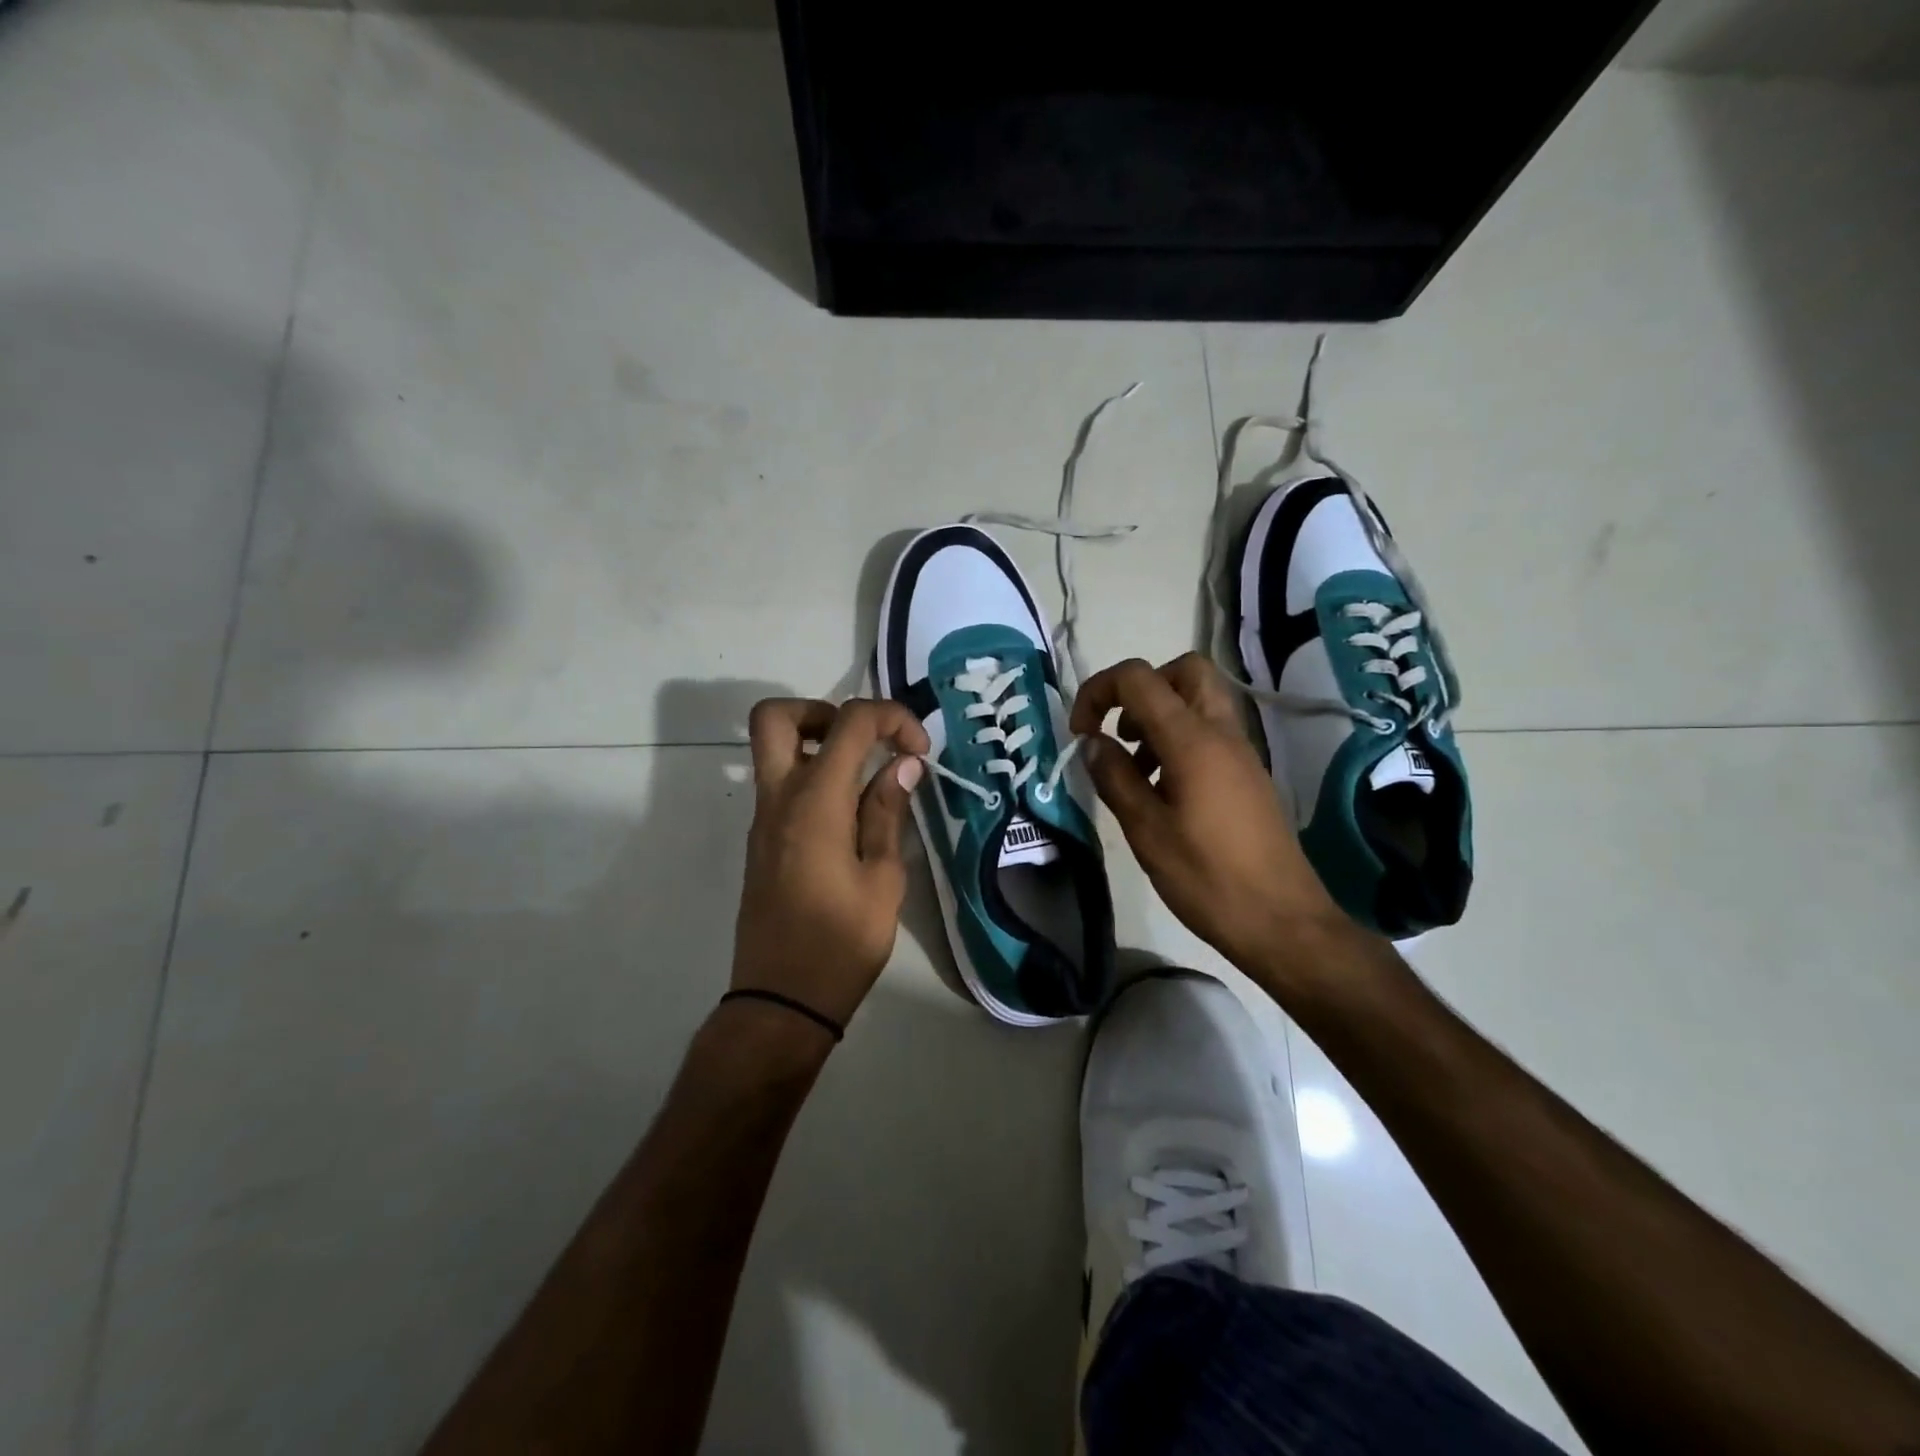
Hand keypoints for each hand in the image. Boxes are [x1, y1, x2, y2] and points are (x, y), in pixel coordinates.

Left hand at [732, 698, 929, 1027]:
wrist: (782, 999)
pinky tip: (851, 813)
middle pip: (776, 717)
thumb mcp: (883, 878)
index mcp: (815, 801)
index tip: (919, 750)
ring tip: (866, 776)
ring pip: (773, 749)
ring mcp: (764, 819)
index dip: (891, 718)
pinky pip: (780, 784)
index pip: (849, 722)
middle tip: (864, 742)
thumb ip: (888, 813)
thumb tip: (902, 765)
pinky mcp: (762, 841)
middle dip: (823, 711)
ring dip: (817, 742)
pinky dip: (813, 775)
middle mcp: (779, 798)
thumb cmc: (842, 942)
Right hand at [1071, 654, 1350, 978]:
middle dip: (1141, 688)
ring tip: (1134, 767)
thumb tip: (1091, 743)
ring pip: (1199, 700)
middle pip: (1183, 671)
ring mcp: (1241, 752)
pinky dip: (1179, 739)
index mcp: (1193, 740)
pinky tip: (1161, 789)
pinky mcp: (1247, 774)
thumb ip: (1114, 778)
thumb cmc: (1207, 878)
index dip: (1099, 691)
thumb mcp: (1146, 831)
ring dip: (1159, 715)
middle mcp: (1221, 732)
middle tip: (1119, 731)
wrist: (1282, 921)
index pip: (1139, 678)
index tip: (1081, 732)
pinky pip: (1210, 731)